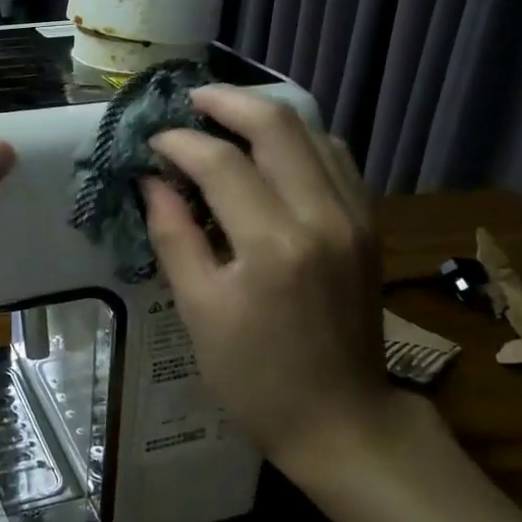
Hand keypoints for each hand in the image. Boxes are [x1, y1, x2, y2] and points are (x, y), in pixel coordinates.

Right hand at [142, 88, 395, 466]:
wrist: (340, 419)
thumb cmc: (255, 377)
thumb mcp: (199, 310)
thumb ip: (173, 236)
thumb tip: (151, 181)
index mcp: (273, 245)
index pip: (220, 162)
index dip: (179, 141)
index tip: (151, 142)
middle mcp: (323, 216)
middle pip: (277, 125)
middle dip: (226, 102)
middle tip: (189, 102)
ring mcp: (356, 217)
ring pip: (314, 133)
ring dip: (265, 117)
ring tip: (224, 121)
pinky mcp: (370, 225)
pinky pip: (336, 159)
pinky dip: (299, 142)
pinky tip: (271, 153)